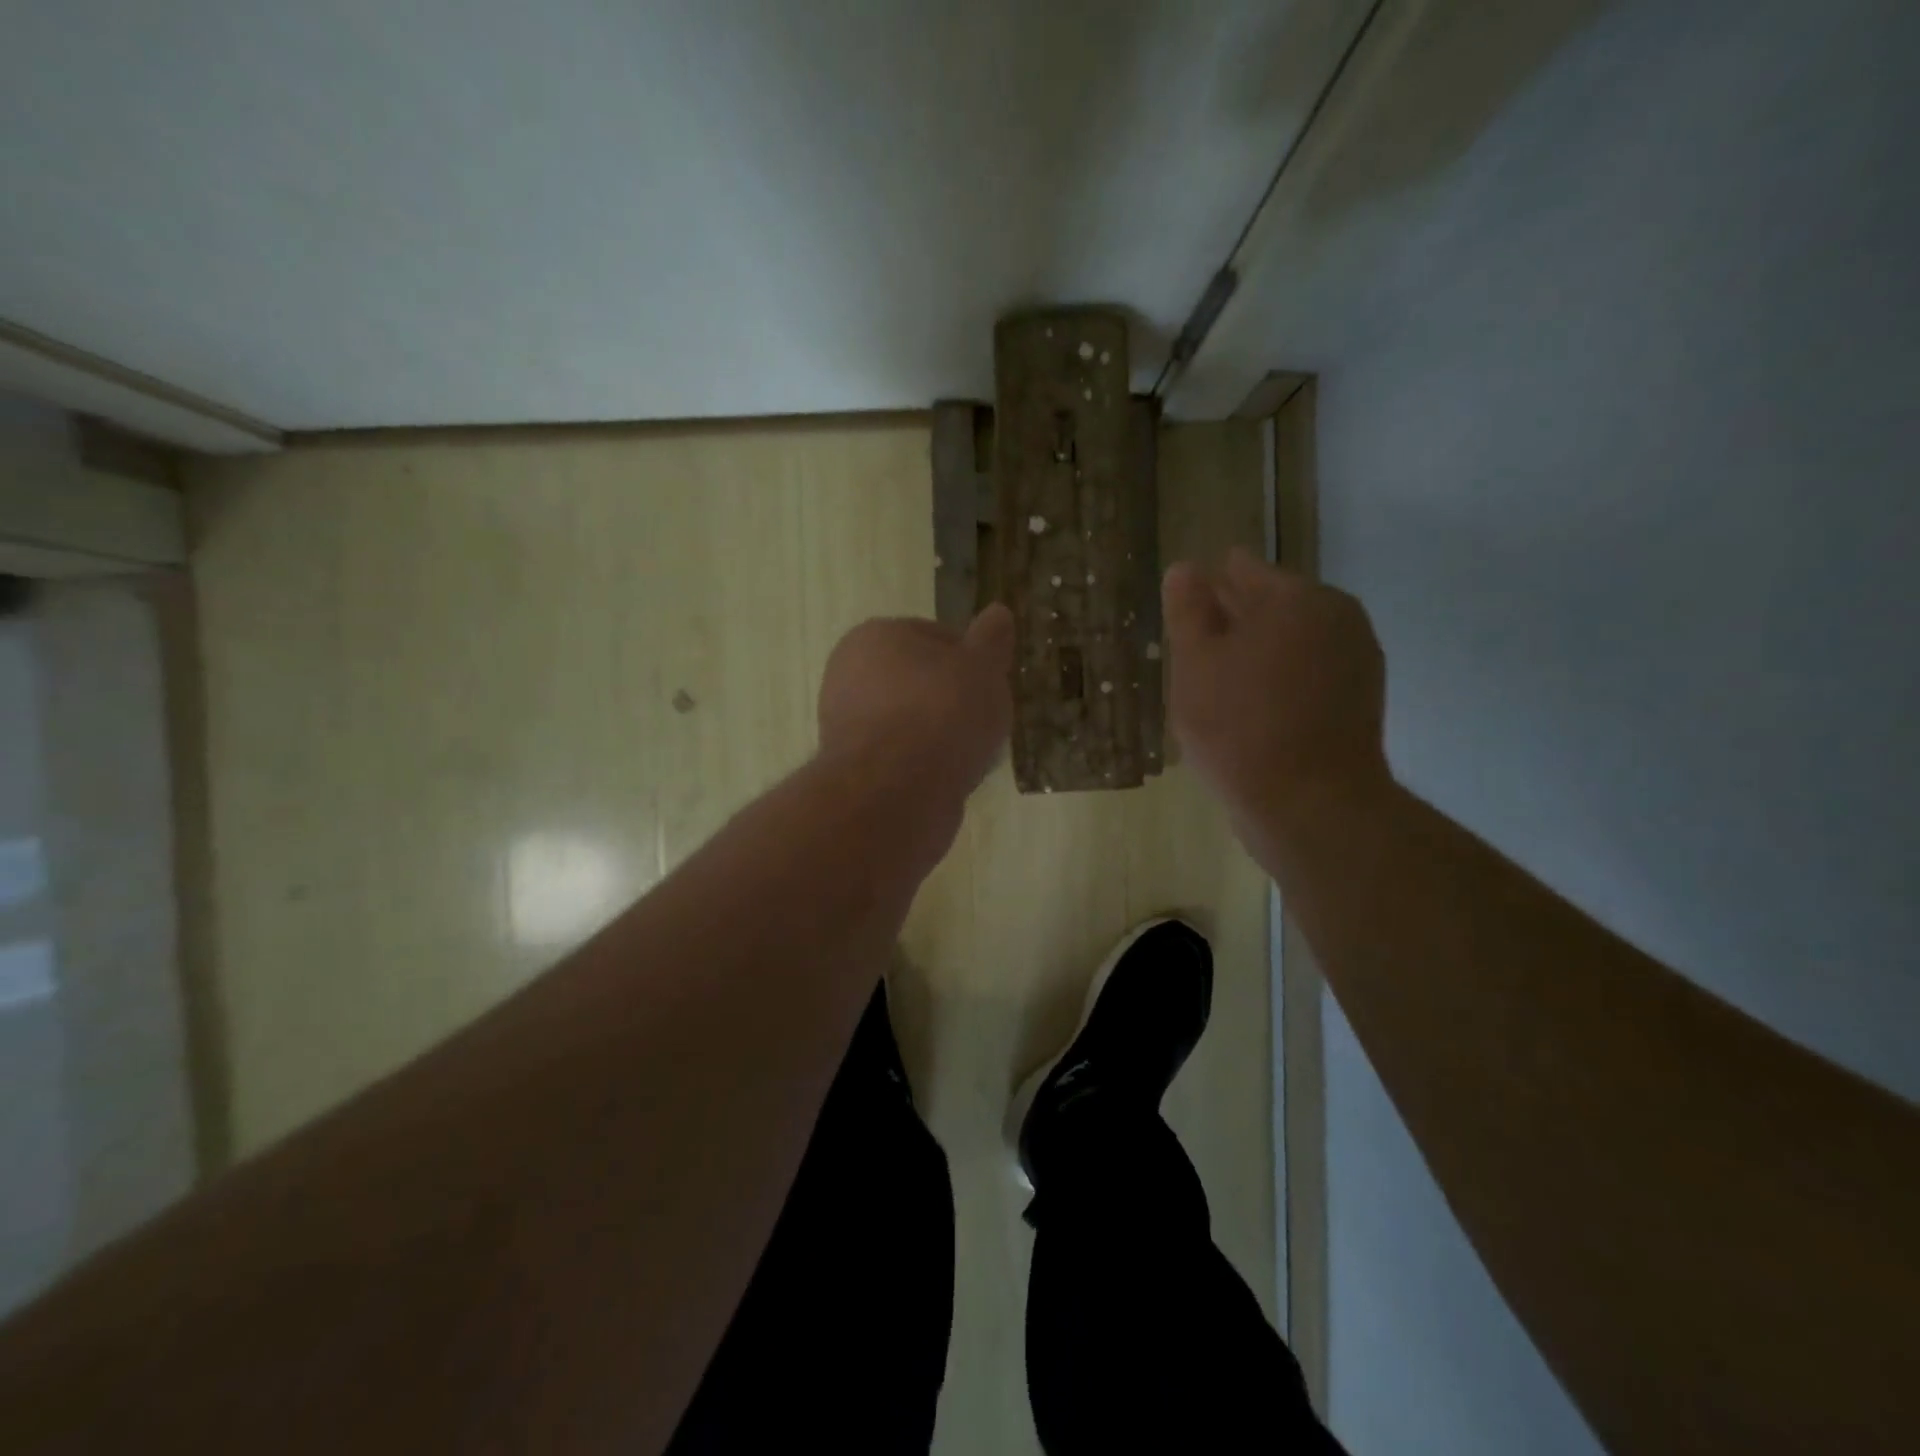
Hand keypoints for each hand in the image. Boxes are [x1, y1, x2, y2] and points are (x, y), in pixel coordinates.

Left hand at [818, 604, 1014, 800]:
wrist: (897, 790)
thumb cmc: (943, 712)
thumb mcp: (982, 666)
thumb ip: (991, 639)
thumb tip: (998, 613)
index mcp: (875, 636)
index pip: (935, 636)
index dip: (971, 659)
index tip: (992, 684)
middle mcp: (848, 674)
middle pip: (921, 682)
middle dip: (954, 700)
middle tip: (986, 721)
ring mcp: (845, 724)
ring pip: (912, 722)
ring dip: (941, 735)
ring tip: (972, 755)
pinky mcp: (853, 768)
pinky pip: (902, 758)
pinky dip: (925, 765)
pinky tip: (949, 779)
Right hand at [1164, 548, 1390, 829]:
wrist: (1310, 805)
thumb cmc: (1239, 726)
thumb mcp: (1195, 663)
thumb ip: (1188, 610)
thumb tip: (1186, 568)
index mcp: (1298, 599)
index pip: (1245, 570)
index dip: (1209, 584)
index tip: (1185, 606)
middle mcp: (1338, 619)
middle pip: (1273, 606)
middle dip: (1234, 619)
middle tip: (1193, 644)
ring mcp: (1356, 662)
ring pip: (1291, 643)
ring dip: (1256, 653)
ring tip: (1215, 680)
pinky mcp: (1359, 702)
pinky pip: (1308, 674)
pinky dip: (1279, 680)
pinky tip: (1248, 706)